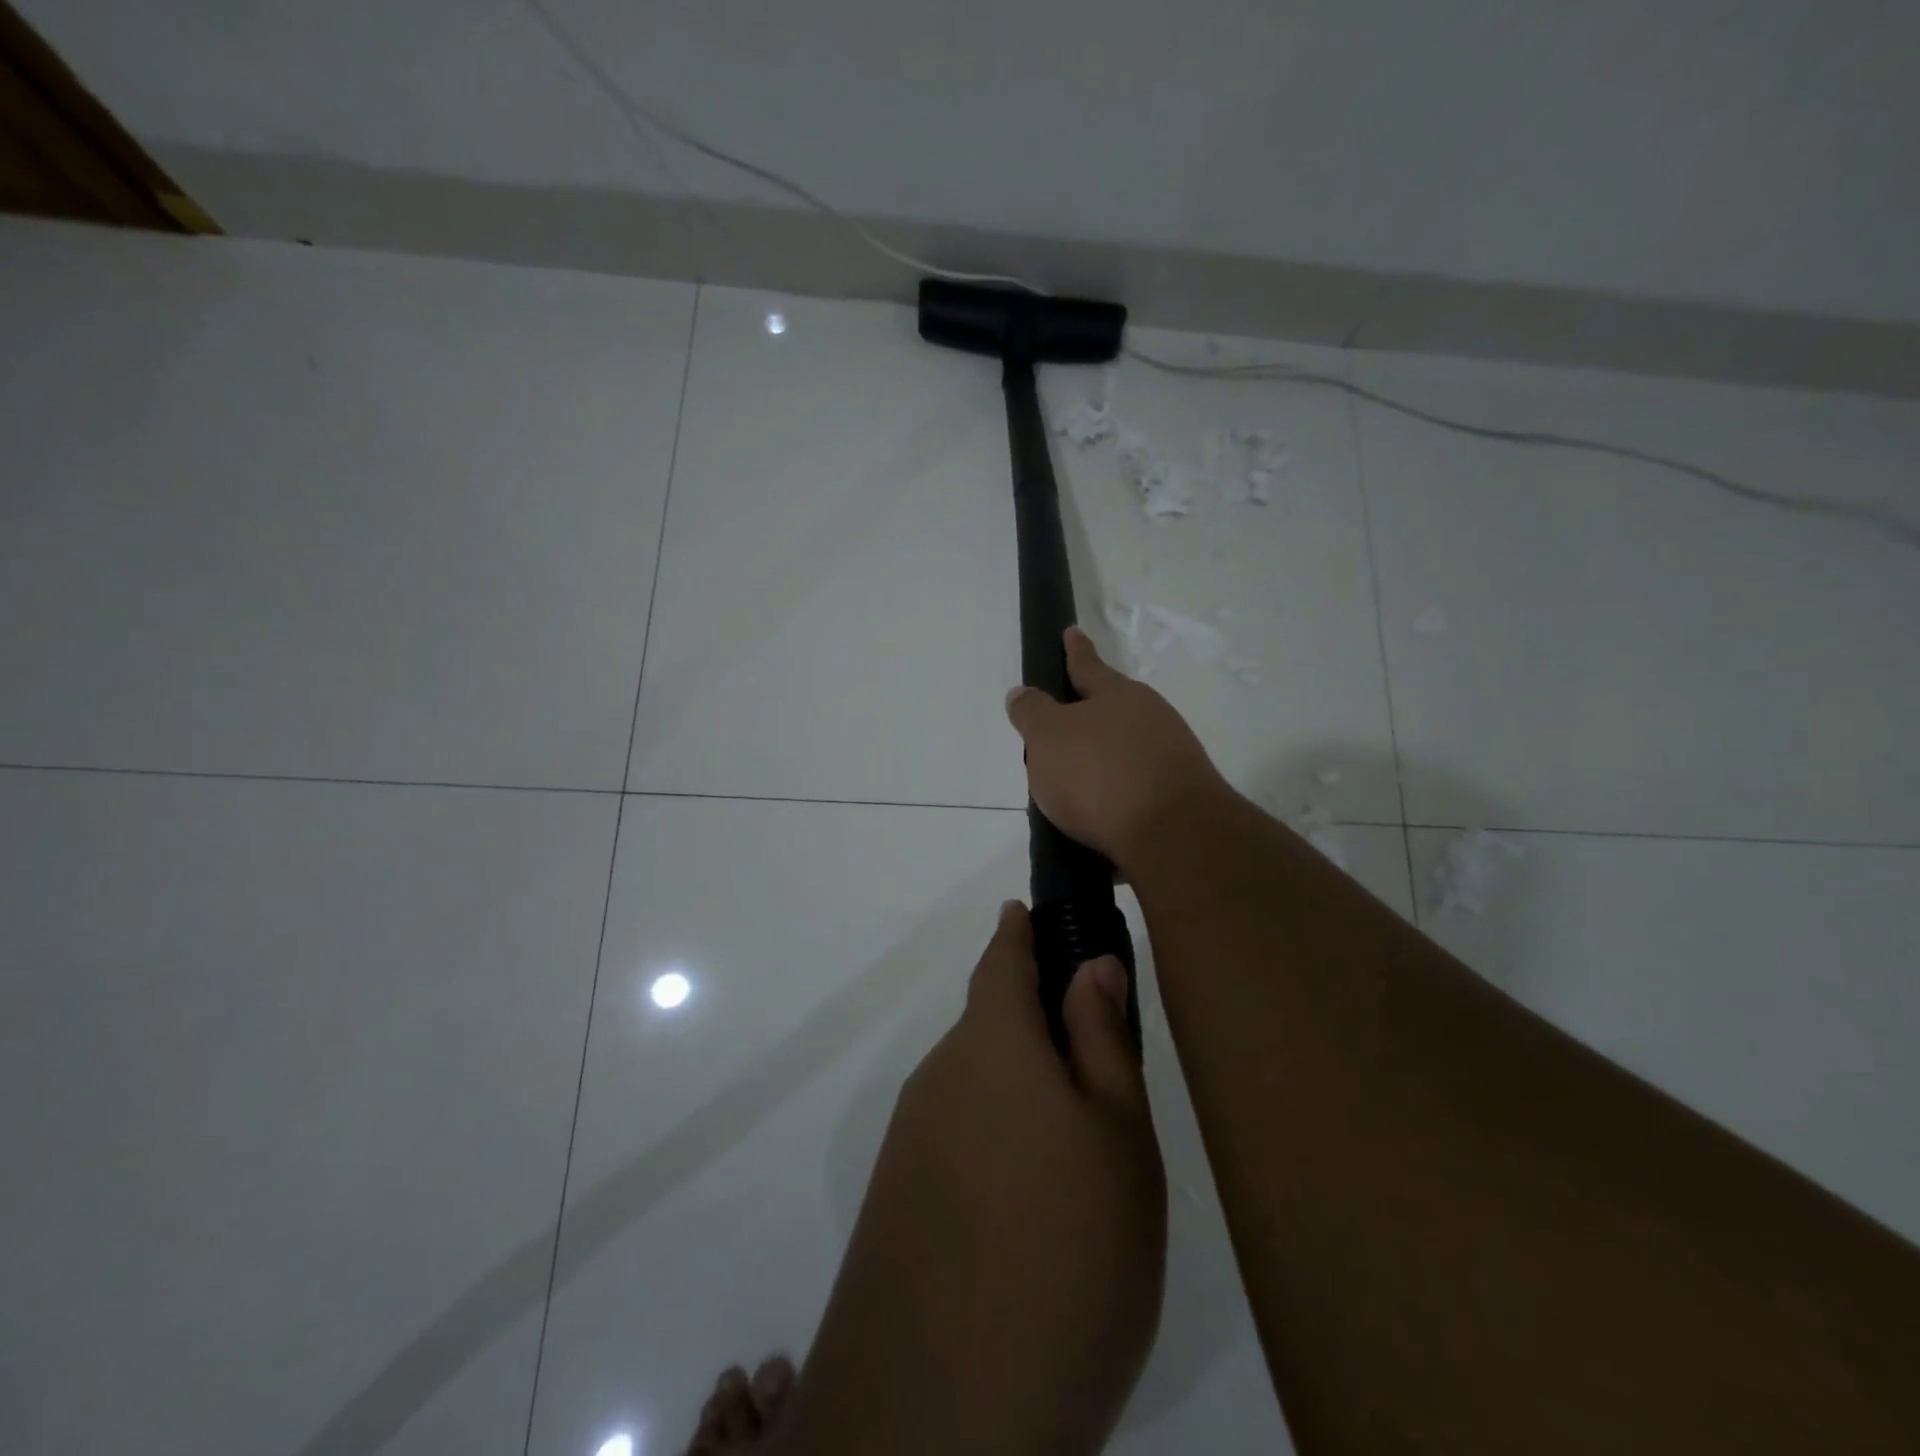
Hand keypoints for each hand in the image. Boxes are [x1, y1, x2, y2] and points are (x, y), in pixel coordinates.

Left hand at [779, 903, 1165, 1455]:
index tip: (1034, 912)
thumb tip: (1089, 963)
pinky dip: (996, 1137)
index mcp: (990, 1042)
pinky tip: (1031, 1202)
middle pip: (991, 1022)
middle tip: (1099, 1058)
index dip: (1020, 930)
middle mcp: (939, 1074)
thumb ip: (1101, 1039)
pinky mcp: (898, 1195)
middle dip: (1037, 1021)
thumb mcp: (1117, 1138)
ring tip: (1078, 1142)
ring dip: (1020, 1088)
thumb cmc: (1064, 1252)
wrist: (939, 1412)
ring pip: (977, 1082)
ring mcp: (911, 1136)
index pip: (1001, 957)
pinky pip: (957, 1134)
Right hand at [1006, 627, 1231, 868]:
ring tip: (1072, 791)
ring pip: (1126, 753)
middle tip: (1059, 732)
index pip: (1087, 665)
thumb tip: (1023, 694)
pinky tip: (1099, 822)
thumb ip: (1032, 713)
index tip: (1071, 632)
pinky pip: (1137, 791)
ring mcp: (1172, 759)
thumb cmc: (1099, 774)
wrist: (1173, 836)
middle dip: (1087, 718)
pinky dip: (1117, 800)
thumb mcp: (1047, 737)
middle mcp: (1152, 719)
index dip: (1074, 650)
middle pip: (1111, 712)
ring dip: (1102, 765)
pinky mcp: (1181, 799)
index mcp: (1118, 695)